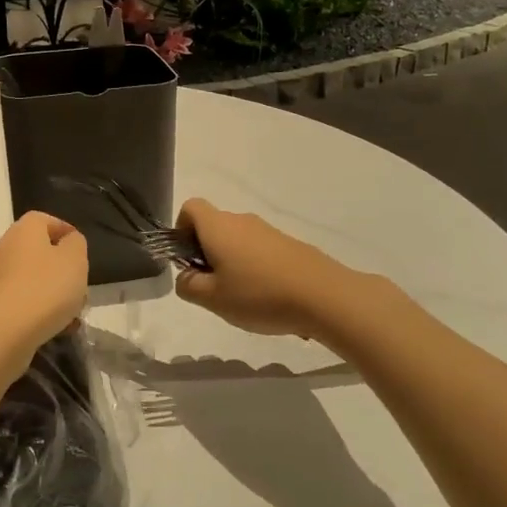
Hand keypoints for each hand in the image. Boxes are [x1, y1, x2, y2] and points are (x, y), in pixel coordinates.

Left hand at [0, 212, 88, 363]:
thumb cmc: (46, 288)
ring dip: (52, 292)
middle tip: (79, 286)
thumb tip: (69, 241)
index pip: (47, 220)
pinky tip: (55, 328)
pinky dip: (38, 309)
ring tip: (72, 313)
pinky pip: (21, 300)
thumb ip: (76, 244)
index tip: (82, 252)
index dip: (66, 232)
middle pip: (39, 251)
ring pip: (31, 278)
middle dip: (61, 269)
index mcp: (24, 230)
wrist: (4, 332)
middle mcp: (5, 247)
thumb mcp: (75, 260)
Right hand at [173, 198, 351, 338]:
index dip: (181, 229)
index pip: (191, 207)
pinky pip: (260, 251)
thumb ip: (188, 286)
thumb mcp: (212, 299)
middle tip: (212, 288)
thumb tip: (185, 276)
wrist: (325, 296)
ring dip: (231, 263)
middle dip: (206, 253)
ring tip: (242, 297)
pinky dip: (255, 268)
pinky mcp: (290, 245)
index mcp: (219, 227)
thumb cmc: (260, 295)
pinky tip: (267, 298)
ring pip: (238, 240)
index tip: (188, 259)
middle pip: (214, 226)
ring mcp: (269, 231)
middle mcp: (242, 221)